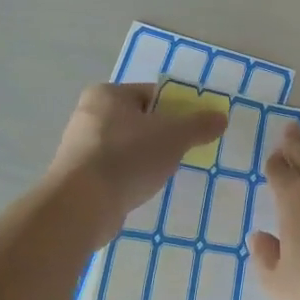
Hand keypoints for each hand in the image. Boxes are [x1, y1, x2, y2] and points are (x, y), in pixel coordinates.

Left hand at [49, 83, 225, 241]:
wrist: (82, 205)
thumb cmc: (128, 157)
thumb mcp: (173, 136)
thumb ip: (199, 125)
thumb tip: (221, 117)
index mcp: (107, 94)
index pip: (152, 94)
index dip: (178, 109)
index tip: (194, 129)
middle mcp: (89, 115)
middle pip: (139, 121)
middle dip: (163, 136)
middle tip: (184, 152)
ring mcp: (80, 148)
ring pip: (127, 147)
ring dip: (146, 158)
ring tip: (165, 174)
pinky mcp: (78, 177)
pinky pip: (115, 170)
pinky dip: (130, 176)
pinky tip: (142, 190)